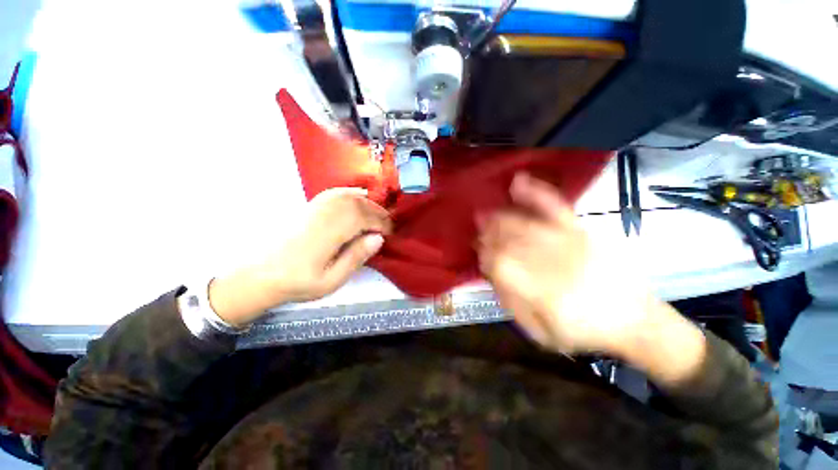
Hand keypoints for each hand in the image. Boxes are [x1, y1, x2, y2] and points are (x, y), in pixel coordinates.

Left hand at [208, 188, 391, 326]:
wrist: (260, 274)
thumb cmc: (298, 282)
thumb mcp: (331, 280)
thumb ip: (356, 257)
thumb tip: (378, 238)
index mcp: (329, 233)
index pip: (363, 218)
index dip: (381, 223)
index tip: (390, 233)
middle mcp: (323, 215)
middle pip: (358, 204)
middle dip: (378, 213)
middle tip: (387, 226)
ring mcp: (315, 207)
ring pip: (348, 196)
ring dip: (368, 204)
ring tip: (377, 216)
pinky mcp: (310, 206)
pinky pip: (335, 192)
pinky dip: (351, 193)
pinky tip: (359, 197)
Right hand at [477, 173, 664, 356]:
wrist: (635, 320)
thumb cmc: (582, 330)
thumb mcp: (541, 332)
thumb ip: (512, 304)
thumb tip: (491, 276)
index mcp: (542, 292)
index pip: (500, 264)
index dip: (485, 256)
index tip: (479, 256)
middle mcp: (554, 263)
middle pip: (509, 240)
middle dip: (488, 235)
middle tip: (479, 234)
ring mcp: (569, 242)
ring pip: (524, 223)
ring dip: (500, 217)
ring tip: (486, 216)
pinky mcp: (581, 230)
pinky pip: (555, 206)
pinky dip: (535, 192)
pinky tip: (518, 182)